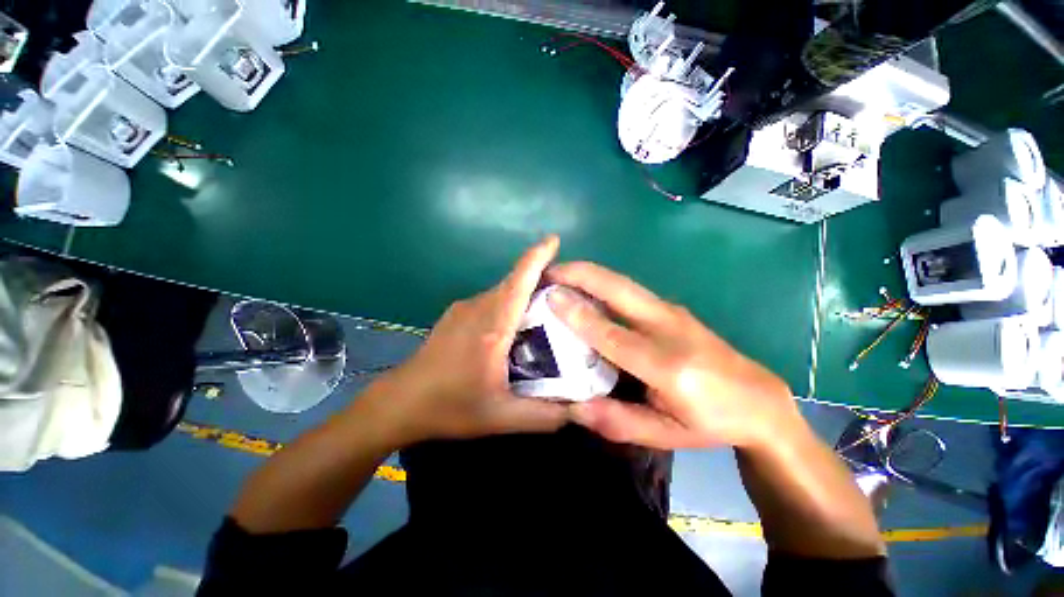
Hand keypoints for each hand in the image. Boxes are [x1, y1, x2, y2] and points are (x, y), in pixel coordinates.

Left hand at [368, 236, 569, 444]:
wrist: (399, 402)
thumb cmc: (450, 408)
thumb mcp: (501, 417)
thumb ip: (545, 416)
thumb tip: (582, 410)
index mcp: (492, 328)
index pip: (519, 282)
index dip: (537, 257)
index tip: (554, 239)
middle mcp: (478, 308)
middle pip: (514, 282)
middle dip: (541, 276)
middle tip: (568, 291)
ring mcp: (464, 308)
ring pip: (503, 290)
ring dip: (525, 291)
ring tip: (548, 309)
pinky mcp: (456, 314)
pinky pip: (491, 299)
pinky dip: (509, 301)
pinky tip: (516, 323)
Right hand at [547, 262, 797, 450]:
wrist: (759, 399)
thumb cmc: (710, 422)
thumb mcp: (666, 435)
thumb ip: (618, 421)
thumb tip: (573, 408)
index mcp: (668, 367)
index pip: (613, 336)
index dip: (579, 315)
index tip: (550, 296)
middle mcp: (669, 329)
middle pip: (619, 290)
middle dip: (581, 274)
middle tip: (549, 271)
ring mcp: (672, 312)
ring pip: (623, 283)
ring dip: (589, 274)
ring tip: (559, 273)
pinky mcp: (671, 308)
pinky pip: (629, 290)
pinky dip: (602, 282)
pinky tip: (584, 287)